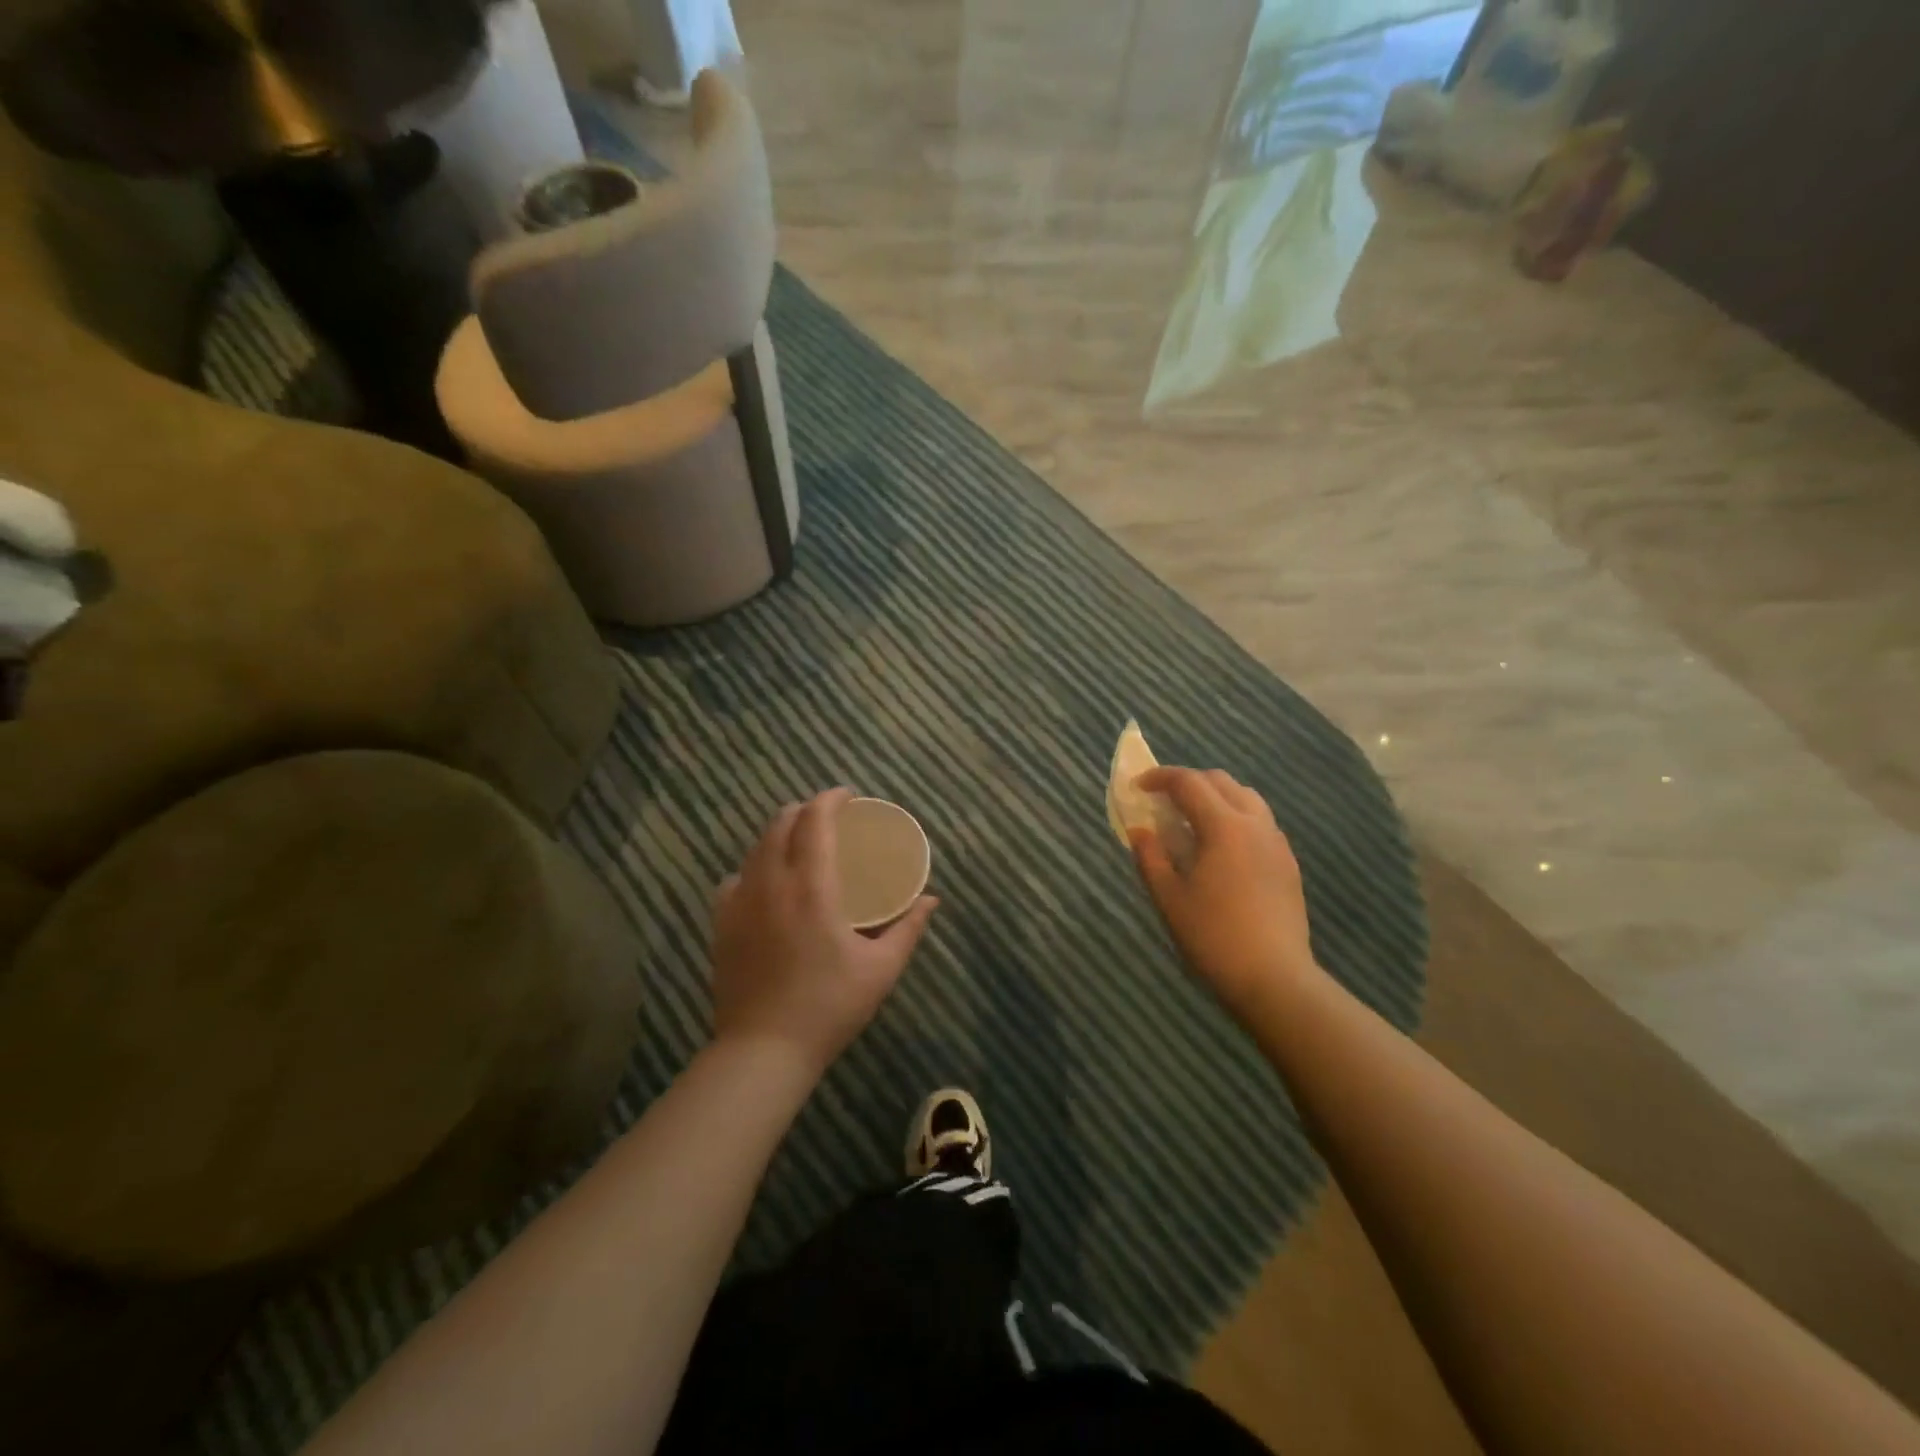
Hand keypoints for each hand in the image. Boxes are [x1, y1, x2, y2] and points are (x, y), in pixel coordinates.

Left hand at [710, 788, 938, 1075]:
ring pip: (756, 848)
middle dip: (804, 811)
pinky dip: (753, 868)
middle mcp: (771, 883)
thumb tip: (931, 900)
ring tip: (799, 845)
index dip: (830, 799)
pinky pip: (734, 880)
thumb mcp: (881, 968)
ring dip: (779, 835)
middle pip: (780, 824)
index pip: (815, 821)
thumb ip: (908, 928)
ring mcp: (740, 903)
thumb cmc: (829, 1006)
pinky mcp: (722, 925)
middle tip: (828, 818)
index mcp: (812, 886)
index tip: (847, 796)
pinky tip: (765, 884)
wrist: (764, 1050)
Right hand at [1130, 767, 1320, 1024]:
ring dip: (1216, 797)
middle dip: (1189, 783)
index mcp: (1224, 826)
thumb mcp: (1168, 898)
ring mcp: (1277, 843)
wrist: (1274, 979)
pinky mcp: (1288, 864)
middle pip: (1221, 782)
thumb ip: (1150, 857)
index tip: (1138, 787)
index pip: (1189, 783)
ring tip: (1193, 822)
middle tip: (1164, 803)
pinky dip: (1235, 818)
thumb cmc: (1213, 936)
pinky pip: (1260, 822)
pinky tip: (1222, 849)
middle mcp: (1255, 824)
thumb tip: (1140, 831)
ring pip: (1246, 798)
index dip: (1160, 778)